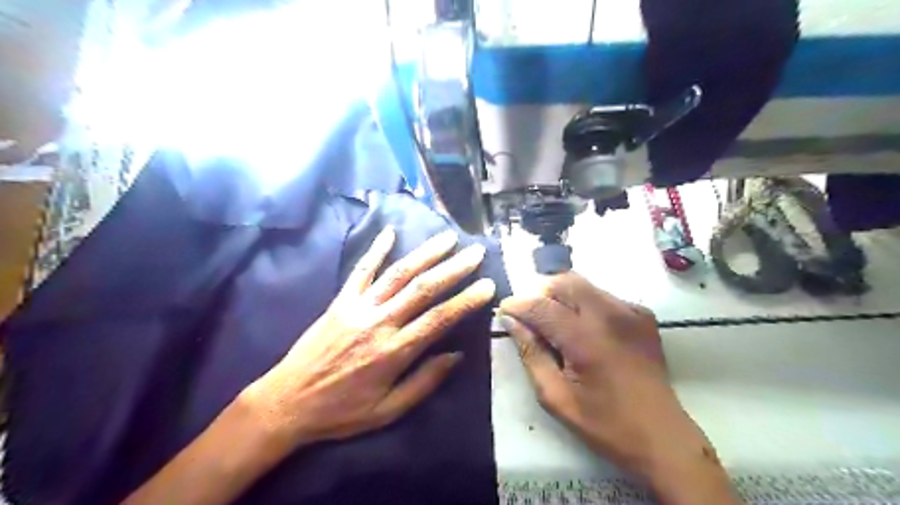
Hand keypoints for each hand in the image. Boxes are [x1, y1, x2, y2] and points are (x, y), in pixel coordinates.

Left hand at [244, 228, 494, 446]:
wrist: (287, 402)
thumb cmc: (342, 411)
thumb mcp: (388, 411)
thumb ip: (424, 382)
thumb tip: (456, 355)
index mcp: (394, 351)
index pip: (439, 318)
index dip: (466, 301)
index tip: (487, 285)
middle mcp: (380, 322)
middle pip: (423, 288)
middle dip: (453, 268)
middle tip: (476, 252)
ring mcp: (358, 307)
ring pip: (397, 273)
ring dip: (425, 253)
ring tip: (447, 238)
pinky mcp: (341, 301)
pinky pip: (360, 270)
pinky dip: (376, 250)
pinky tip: (390, 232)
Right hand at [496, 274, 726, 494]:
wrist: (663, 437)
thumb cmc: (605, 424)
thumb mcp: (556, 397)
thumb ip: (531, 354)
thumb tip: (512, 322)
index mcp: (586, 340)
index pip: (542, 306)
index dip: (518, 304)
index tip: (504, 309)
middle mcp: (610, 316)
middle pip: (565, 281)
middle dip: (541, 292)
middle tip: (531, 317)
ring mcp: (630, 312)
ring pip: (585, 284)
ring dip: (563, 296)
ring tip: (556, 323)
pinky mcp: (643, 315)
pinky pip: (604, 296)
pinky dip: (586, 304)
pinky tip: (585, 330)